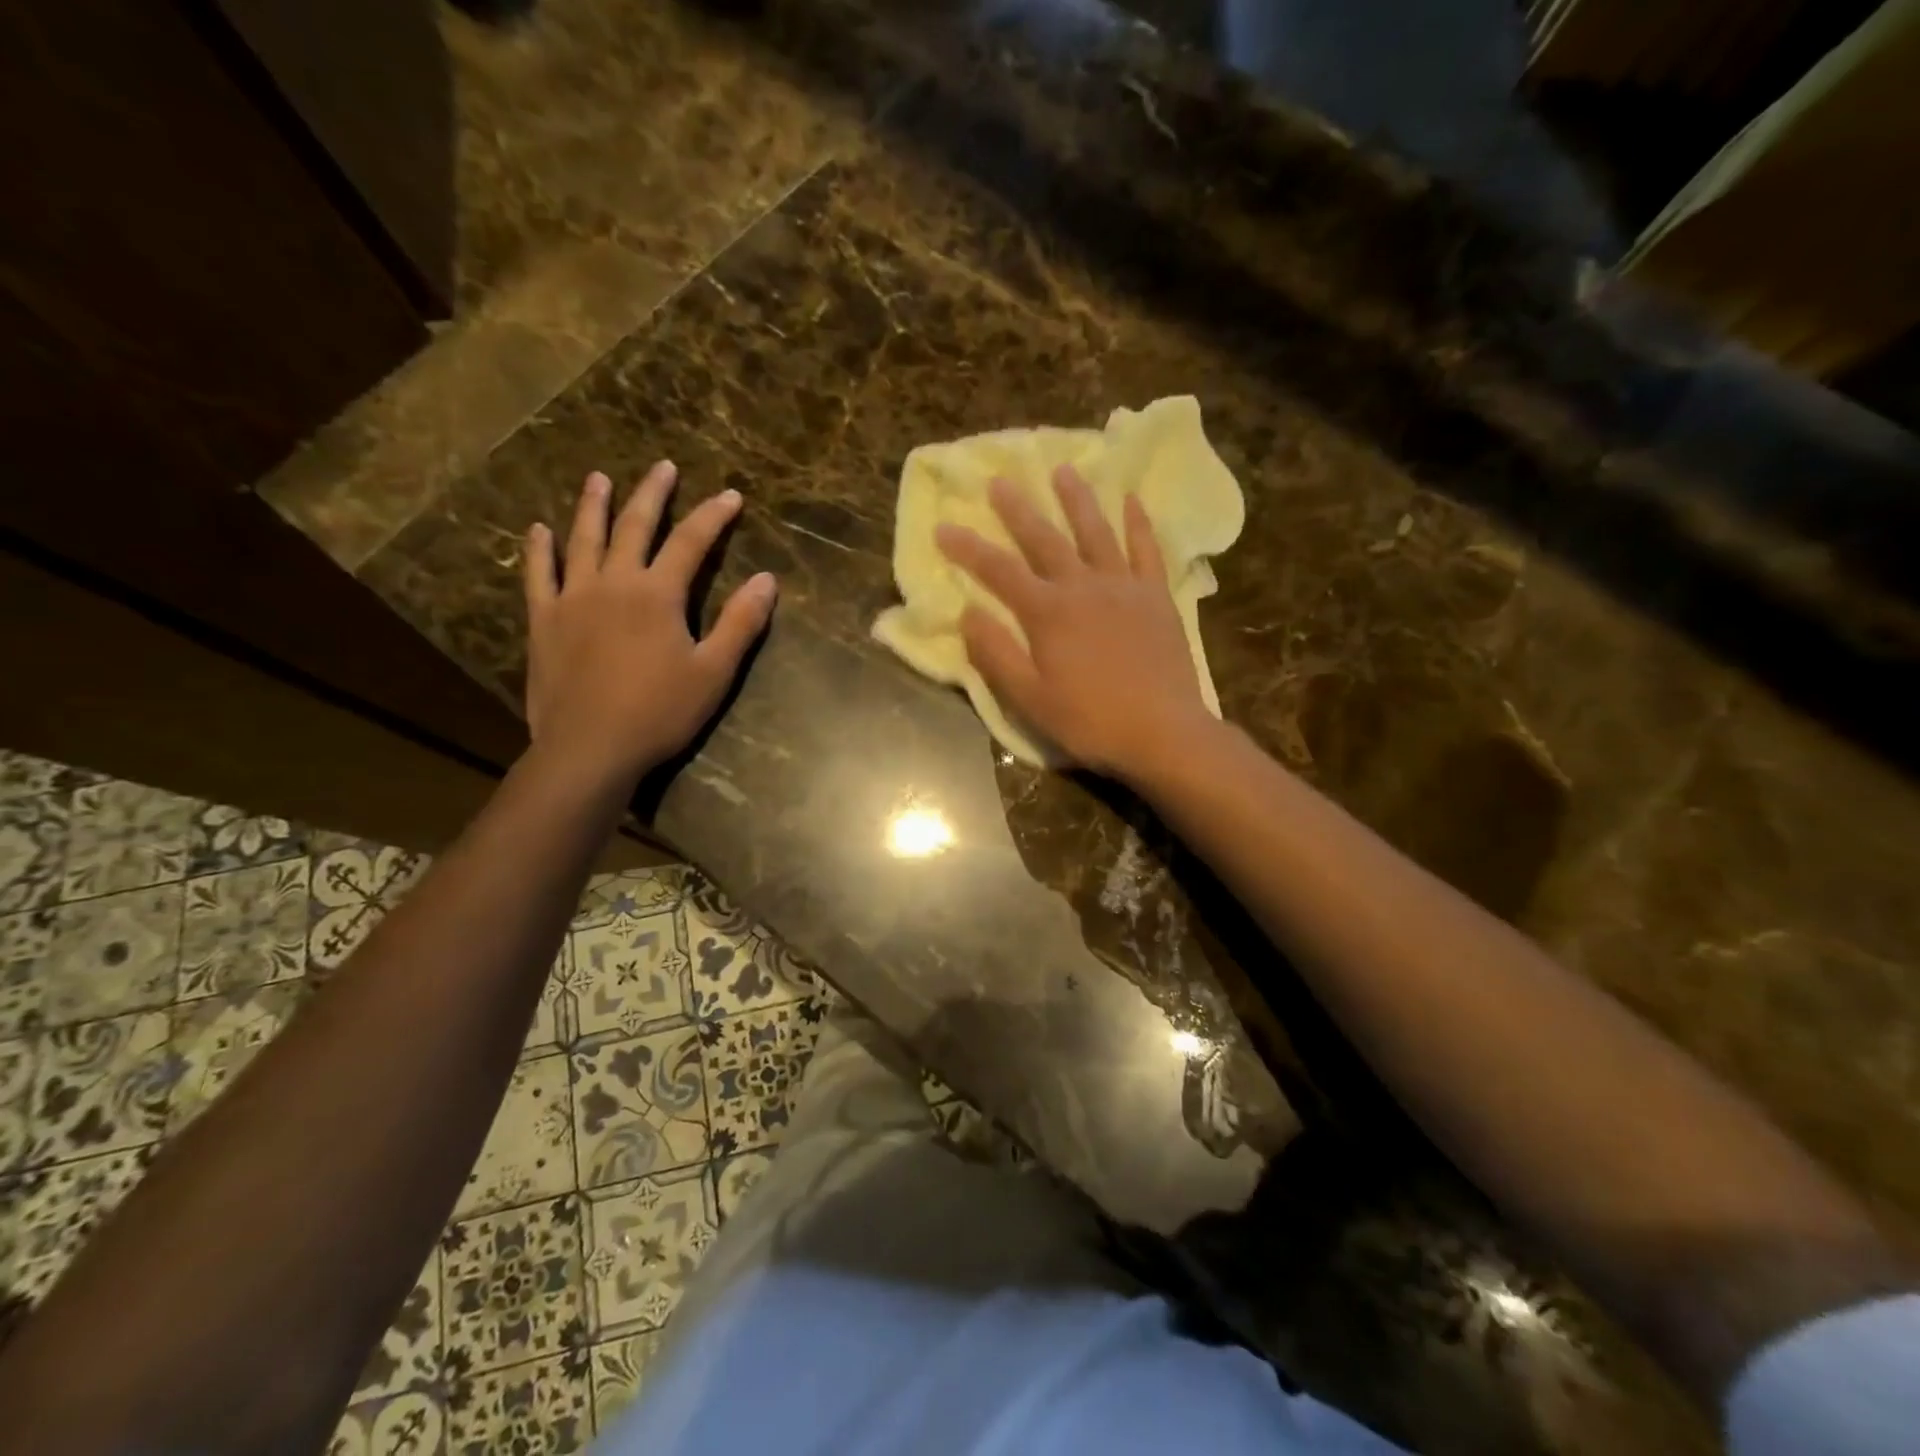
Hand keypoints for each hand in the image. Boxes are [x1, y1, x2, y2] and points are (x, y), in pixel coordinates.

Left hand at [523, 463, 775, 786]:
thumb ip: (740, 623)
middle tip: (662, 467)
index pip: (691, 542)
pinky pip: (538, 574)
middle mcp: (613, 582)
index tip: (730, 495)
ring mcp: (572, 598)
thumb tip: (766, 580)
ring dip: (593, 506)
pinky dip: (539, 549)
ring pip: (583, 539)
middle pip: (634, 526)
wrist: (590, 748)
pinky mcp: (543, 620)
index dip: (713, 516)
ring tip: (598, 479)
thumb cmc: (659, 712)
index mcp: (657, 594)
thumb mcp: (713, 672)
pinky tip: (540, 530)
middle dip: (652, 494)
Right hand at [934, 464, 1210, 780]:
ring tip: (1064, 470)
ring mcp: (1124, 587)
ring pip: (1096, 532)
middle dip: (1018, 509)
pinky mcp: (1156, 596)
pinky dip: (1138, 522)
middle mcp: (1083, 587)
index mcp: (1047, 612)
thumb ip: (996, 654)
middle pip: (1044, 539)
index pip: (998, 571)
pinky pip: (1146, 549)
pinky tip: (1131, 500)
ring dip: (1077, 500)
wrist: (1162, 732)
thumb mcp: (1029, 698)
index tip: (944, 526)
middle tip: (1000, 480)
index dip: (968, 548)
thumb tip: (967, 612)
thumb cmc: (1089, 720)